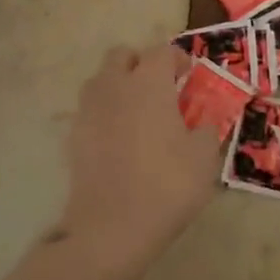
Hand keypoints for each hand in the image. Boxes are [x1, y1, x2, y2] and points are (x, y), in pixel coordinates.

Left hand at [55, 44, 221, 272]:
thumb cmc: (166, 184)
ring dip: (118, 86)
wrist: (111, 228)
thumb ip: (205, 130)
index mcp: (149, 82)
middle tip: (159, 87)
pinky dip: (105, 114)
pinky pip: (90, 110)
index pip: (162, 51)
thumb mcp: (204, 157)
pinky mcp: (74, 136)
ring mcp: (89, 110)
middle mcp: (114, 86)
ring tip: (137, 113)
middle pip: (122, 55)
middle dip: (140, 63)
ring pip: (101, 80)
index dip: (178, 58)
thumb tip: (201, 123)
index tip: (189, 75)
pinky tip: (119, 140)